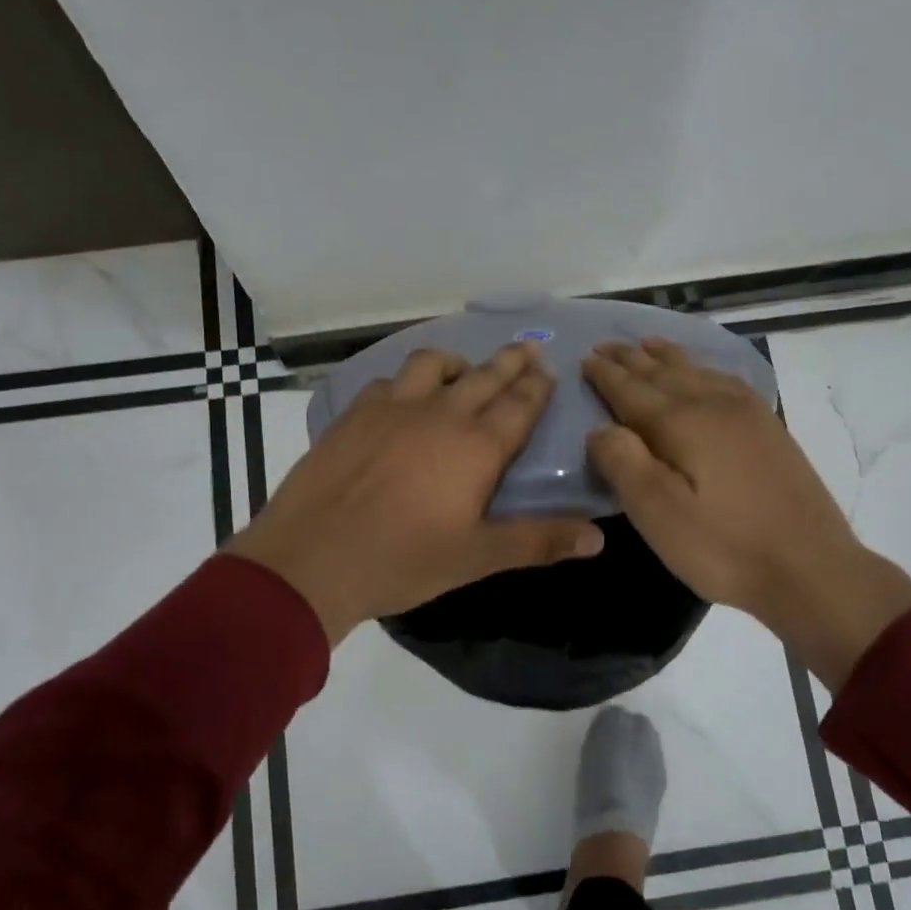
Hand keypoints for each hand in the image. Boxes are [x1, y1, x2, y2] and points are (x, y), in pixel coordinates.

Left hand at [230, 342, 604, 644]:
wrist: (312, 559)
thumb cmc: (402, 561)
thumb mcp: (476, 558)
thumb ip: (537, 542)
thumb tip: (598, 538)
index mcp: (476, 448)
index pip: (519, 405)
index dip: (537, 386)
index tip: (547, 367)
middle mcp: (439, 415)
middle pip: (484, 376)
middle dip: (509, 361)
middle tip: (525, 348)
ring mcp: (392, 408)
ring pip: (431, 365)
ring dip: (455, 363)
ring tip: (462, 371)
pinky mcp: (354, 414)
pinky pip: (387, 382)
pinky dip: (404, 382)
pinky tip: (400, 398)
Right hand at [583, 339, 910, 688]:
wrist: (810, 568)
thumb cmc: (723, 546)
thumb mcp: (658, 514)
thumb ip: (623, 463)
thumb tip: (600, 428)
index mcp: (682, 423)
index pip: (632, 390)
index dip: (606, 375)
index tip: (584, 357)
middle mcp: (714, 405)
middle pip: (663, 373)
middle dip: (631, 359)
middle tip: (605, 346)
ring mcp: (748, 414)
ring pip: (697, 371)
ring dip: (666, 356)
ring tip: (646, 344)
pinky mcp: (769, 429)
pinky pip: (727, 381)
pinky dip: (704, 368)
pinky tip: (704, 372)